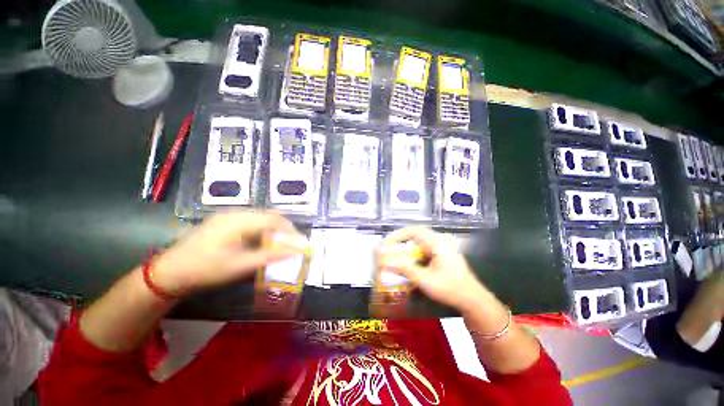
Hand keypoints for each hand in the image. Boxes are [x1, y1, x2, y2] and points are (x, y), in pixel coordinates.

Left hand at [152, 212, 303, 294]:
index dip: (290, 229)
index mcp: (238, 222)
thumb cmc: (205, 269)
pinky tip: (261, 242)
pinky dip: (262, 230)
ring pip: (261, 218)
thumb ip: (268, 256)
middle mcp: (235, 214)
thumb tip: (294, 252)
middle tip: (291, 243)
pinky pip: (251, 221)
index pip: (273, 219)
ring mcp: (229, 216)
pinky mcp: (225, 222)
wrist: (170, 271)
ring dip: (273, 229)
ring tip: (279, 244)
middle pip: (269, 216)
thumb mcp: (239, 266)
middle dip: (284, 228)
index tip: (299, 241)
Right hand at [380, 227, 490, 312]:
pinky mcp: (442, 252)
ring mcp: (442, 246)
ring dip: (406, 245)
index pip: (413, 231)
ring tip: (395, 252)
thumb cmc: (450, 288)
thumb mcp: (425, 280)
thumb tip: (386, 263)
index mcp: (437, 242)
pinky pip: (424, 247)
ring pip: (419, 240)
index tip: (387, 243)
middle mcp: (439, 240)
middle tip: (389, 246)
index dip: (398, 234)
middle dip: (400, 239)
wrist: (472, 299)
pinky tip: (408, 259)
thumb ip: (405, 270)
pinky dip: (413, 251)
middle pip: (415, 233)